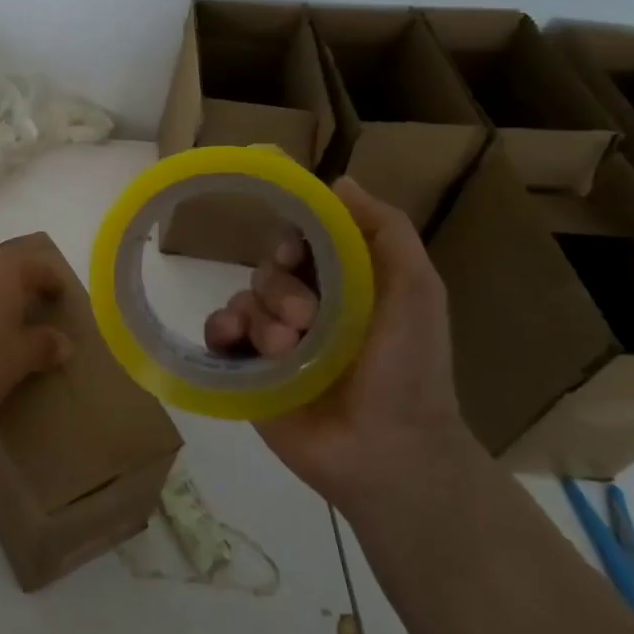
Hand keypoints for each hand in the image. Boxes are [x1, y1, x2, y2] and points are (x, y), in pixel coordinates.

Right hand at [202, 178, 469, 506]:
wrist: (389, 451)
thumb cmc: (408, 369)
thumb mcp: (415, 290)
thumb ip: (386, 230)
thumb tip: (338, 181)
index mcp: (343, 286)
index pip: (302, 241)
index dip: (292, 239)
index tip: (295, 253)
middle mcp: (306, 308)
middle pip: (269, 270)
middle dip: (282, 289)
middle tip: (306, 321)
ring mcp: (274, 340)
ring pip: (243, 299)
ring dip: (260, 318)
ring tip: (286, 352)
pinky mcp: (247, 370)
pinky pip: (218, 332)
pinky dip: (221, 329)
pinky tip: (235, 342)